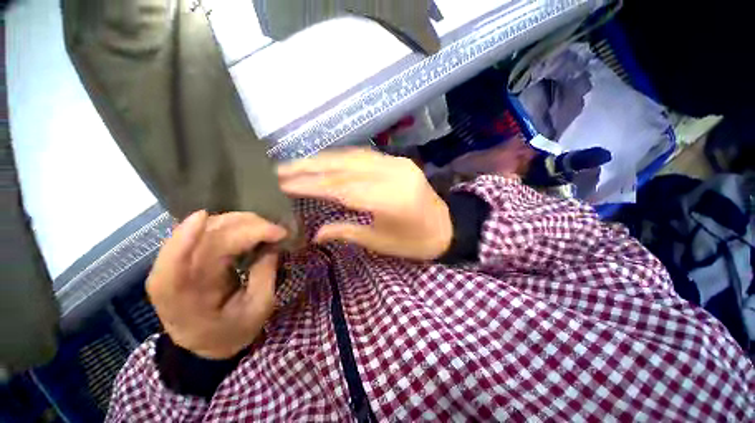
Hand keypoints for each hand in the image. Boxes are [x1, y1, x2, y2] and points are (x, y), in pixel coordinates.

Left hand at [147, 211, 286, 359]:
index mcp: (182, 299)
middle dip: (247, 226)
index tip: (209, 218)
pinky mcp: (192, 253)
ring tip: (269, 230)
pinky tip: (253, 227)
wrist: (208, 341)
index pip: (176, 263)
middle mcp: (173, 274)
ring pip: (209, 226)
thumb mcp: (257, 309)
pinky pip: (211, 229)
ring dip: (243, 222)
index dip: (189, 237)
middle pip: (204, 236)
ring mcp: (181, 261)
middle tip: (279, 232)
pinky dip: (235, 224)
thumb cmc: (232, 331)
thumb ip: (264, 275)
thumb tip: (272, 244)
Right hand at [278, 148, 451, 260]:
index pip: (341, 188)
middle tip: (280, 169)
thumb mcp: (380, 242)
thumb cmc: (414, 242)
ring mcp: (398, 163)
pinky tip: (325, 159)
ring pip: (352, 156)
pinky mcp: (399, 161)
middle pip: (344, 167)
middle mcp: (393, 175)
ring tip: (295, 163)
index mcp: (390, 200)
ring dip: (322, 159)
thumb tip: (315, 233)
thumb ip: (346, 232)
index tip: (282, 184)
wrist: (447, 227)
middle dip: (309, 167)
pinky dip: (341, 157)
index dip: (310, 184)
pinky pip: (365, 155)